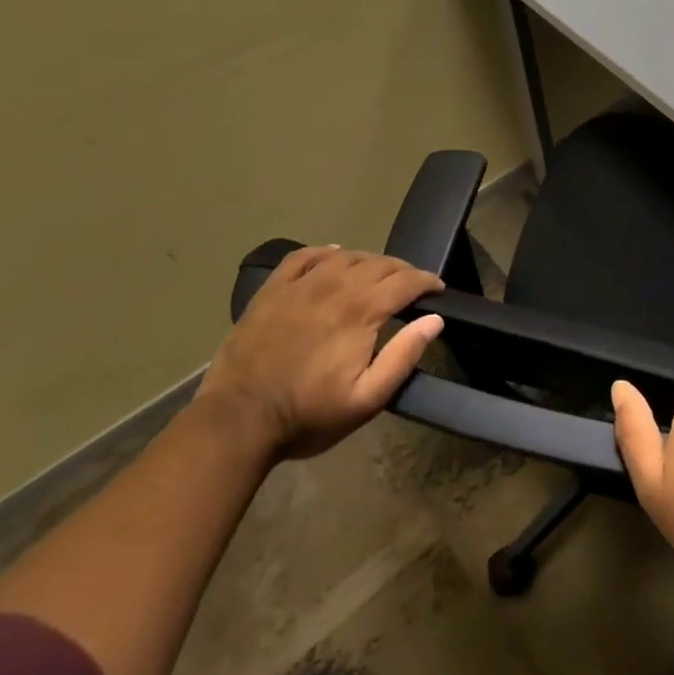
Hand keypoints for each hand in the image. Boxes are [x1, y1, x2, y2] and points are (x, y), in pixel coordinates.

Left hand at [198, 246, 444, 460]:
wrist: (236, 422)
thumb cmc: (307, 415)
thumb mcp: (366, 399)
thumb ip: (403, 356)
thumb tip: (434, 320)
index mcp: (361, 310)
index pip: (406, 281)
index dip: (427, 281)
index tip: (438, 290)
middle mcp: (335, 285)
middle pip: (380, 263)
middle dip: (403, 271)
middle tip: (412, 286)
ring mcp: (300, 285)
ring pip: (347, 256)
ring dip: (370, 262)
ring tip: (377, 276)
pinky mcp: (272, 290)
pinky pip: (304, 256)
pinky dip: (325, 252)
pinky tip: (333, 257)